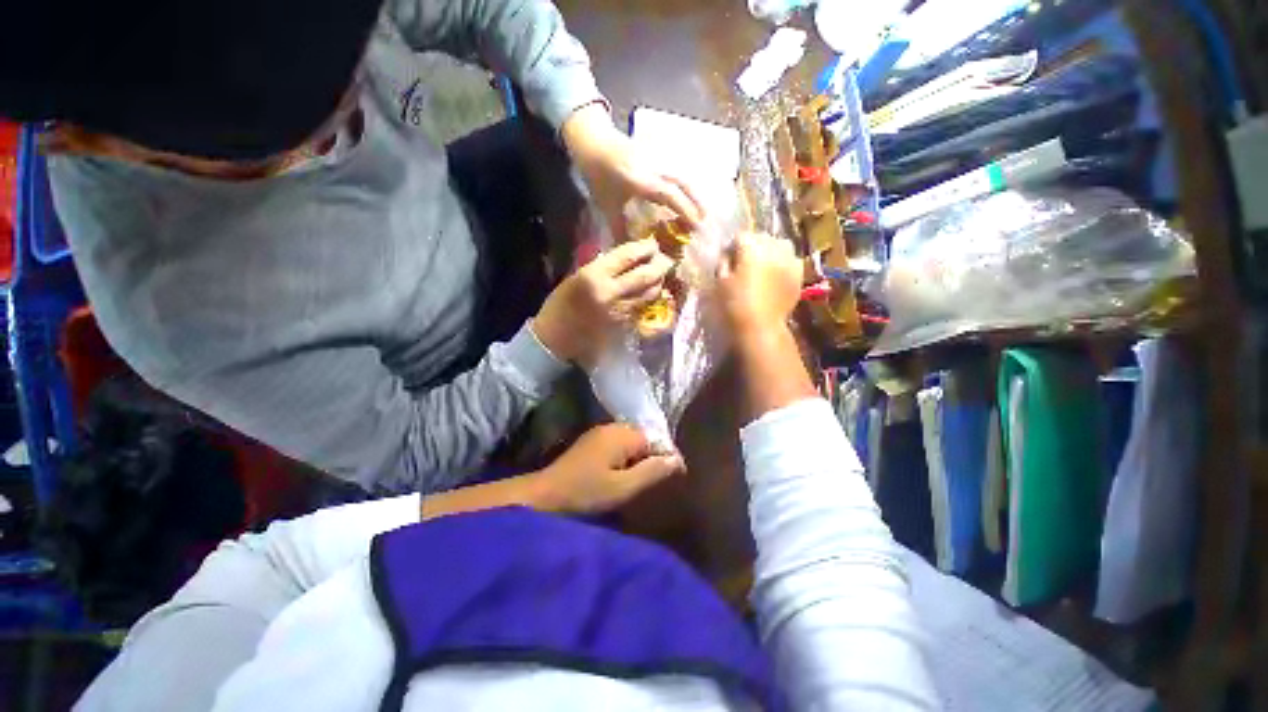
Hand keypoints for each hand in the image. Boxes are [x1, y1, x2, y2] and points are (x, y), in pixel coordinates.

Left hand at [530, 424, 683, 515]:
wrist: (545, 495)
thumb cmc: (585, 493)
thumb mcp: (622, 488)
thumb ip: (651, 472)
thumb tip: (677, 460)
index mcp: (622, 434)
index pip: (655, 439)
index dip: (664, 458)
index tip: (670, 480)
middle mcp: (612, 427)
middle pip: (643, 438)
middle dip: (650, 458)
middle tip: (651, 484)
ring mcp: (600, 432)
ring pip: (631, 442)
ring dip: (637, 459)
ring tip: (636, 482)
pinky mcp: (591, 441)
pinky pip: (618, 445)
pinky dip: (624, 459)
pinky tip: (618, 476)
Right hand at [533, 238, 673, 366]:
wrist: (557, 336)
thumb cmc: (561, 304)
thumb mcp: (578, 277)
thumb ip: (603, 267)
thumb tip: (629, 257)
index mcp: (594, 275)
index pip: (628, 256)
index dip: (645, 247)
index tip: (653, 243)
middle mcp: (611, 292)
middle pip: (645, 275)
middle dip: (660, 264)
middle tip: (666, 259)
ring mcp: (620, 311)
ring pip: (649, 293)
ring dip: (659, 282)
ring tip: (661, 274)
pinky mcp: (624, 324)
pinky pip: (643, 307)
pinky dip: (650, 297)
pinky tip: (652, 291)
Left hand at [562, 103, 703, 239]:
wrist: (593, 140)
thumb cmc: (598, 175)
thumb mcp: (607, 205)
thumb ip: (619, 229)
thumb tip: (627, 252)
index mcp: (639, 179)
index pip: (669, 193)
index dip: (685, 208)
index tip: (696, 225)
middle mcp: (653, 166)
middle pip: (683, 182)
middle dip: (697, 202)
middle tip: (705, 222)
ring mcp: (657, 157)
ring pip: (684, 175)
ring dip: (695, 193)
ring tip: (702, 212)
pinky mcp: (659, 155)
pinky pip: (679, 170)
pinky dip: (688, 185)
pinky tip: (692, 196)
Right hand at [716, 232, 802, 332]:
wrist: (761, 326)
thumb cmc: (734, 304)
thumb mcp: (720, 282)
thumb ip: (723, 262)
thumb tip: (729, 255)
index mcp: (751, 247)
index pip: (740, 236)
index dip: (732, 248)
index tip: (728, 261)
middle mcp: (774, 246)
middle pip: (761, 238)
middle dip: (752, 247)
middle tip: (744, 264)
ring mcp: (790, 259)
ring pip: (779, 245)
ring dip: (770, 252)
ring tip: (762, 267)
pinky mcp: (799, 273)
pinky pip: (790, 260)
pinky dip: (783, 263)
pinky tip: (776, 276)